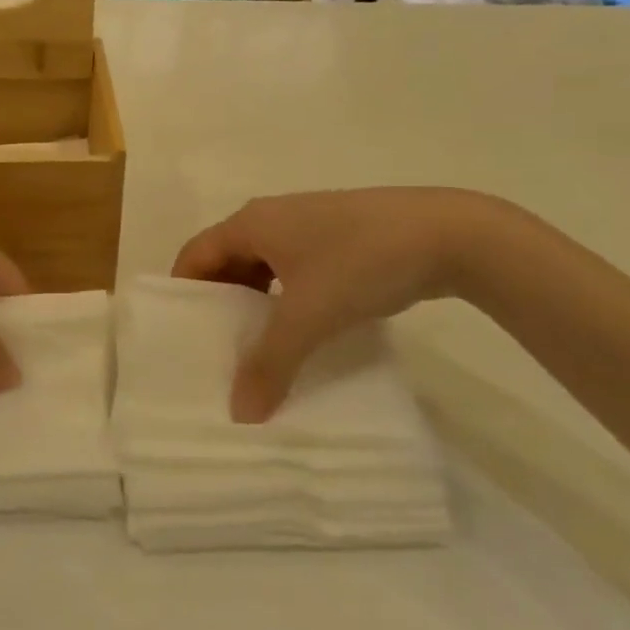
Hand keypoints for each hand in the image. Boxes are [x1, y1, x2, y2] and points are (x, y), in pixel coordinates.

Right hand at [172, 189, 501, 423]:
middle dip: (218, 304)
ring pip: (264, 267)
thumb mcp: (310, 315)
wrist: (448, 234)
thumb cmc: (361, 262)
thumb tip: (240, 411)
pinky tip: (301, 330)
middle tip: (216, 351)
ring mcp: (309, 225)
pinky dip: (286, 299)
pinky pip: (294, 269)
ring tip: (256, 349)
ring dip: (255, 304)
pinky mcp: (339, 238)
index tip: (180, 337)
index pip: (196, 254)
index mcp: (252, 223)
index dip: (183, 292)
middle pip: (227, 260)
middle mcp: (273, 217)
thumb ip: (270, 364)